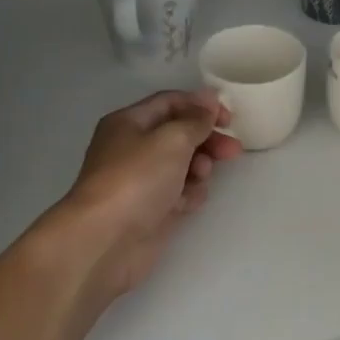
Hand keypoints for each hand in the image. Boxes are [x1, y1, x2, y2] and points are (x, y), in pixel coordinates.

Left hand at [48, 89, 242, 302]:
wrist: (106, 240)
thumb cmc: (137, 179)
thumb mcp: (172, 139)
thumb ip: (196, 119)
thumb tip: (209, 98)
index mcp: (129, 122)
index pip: (170, 102)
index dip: (201, 106)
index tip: (228, 119)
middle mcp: (133, 148)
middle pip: (179, 134)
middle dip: (207, 139)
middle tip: (232, 151)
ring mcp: (141, 180)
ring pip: (182, 165)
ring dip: (199, 168)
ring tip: (201, 177)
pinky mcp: (150, 209)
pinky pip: (178, 193)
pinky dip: (188, 195)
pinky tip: (188, 203)